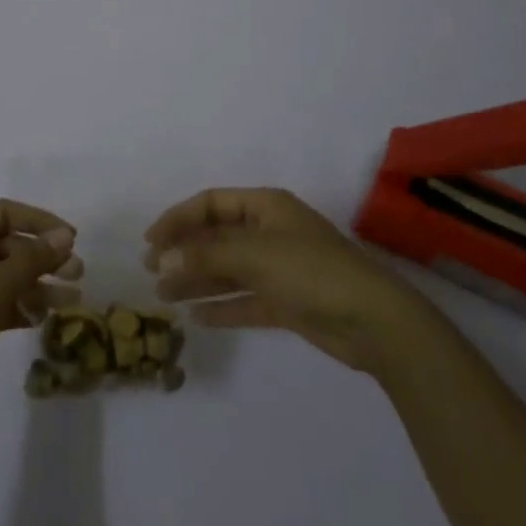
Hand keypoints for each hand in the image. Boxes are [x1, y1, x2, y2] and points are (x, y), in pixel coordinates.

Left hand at [0, 199, 79, 426]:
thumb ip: (31, 259)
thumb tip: (64, 236)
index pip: (5, 212)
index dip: (40, 221)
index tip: (72, 239)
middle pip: (7, 243)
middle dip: (43, 258)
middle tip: (77, 274)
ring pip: (4, 273)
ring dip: (36, 284)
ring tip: (71, 301)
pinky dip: (18, 304)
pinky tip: (42, 319)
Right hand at [144, 187, 422, 374]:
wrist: (374, 321)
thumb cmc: (312, 271)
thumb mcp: (255, 255)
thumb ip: (206, 256)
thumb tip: (161, 259)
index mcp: (266, 206)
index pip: (211, 203)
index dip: (179, 218)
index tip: (151, 240)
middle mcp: (269, 232)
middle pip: (217, 236)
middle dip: (184, 251)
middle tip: (151, 270)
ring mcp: (279, 268)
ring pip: (227, 269)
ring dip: (197, 280)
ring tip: (164, 295)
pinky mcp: (287, 302)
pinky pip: (245, 299)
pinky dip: (222, 306)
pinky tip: (196, 318)